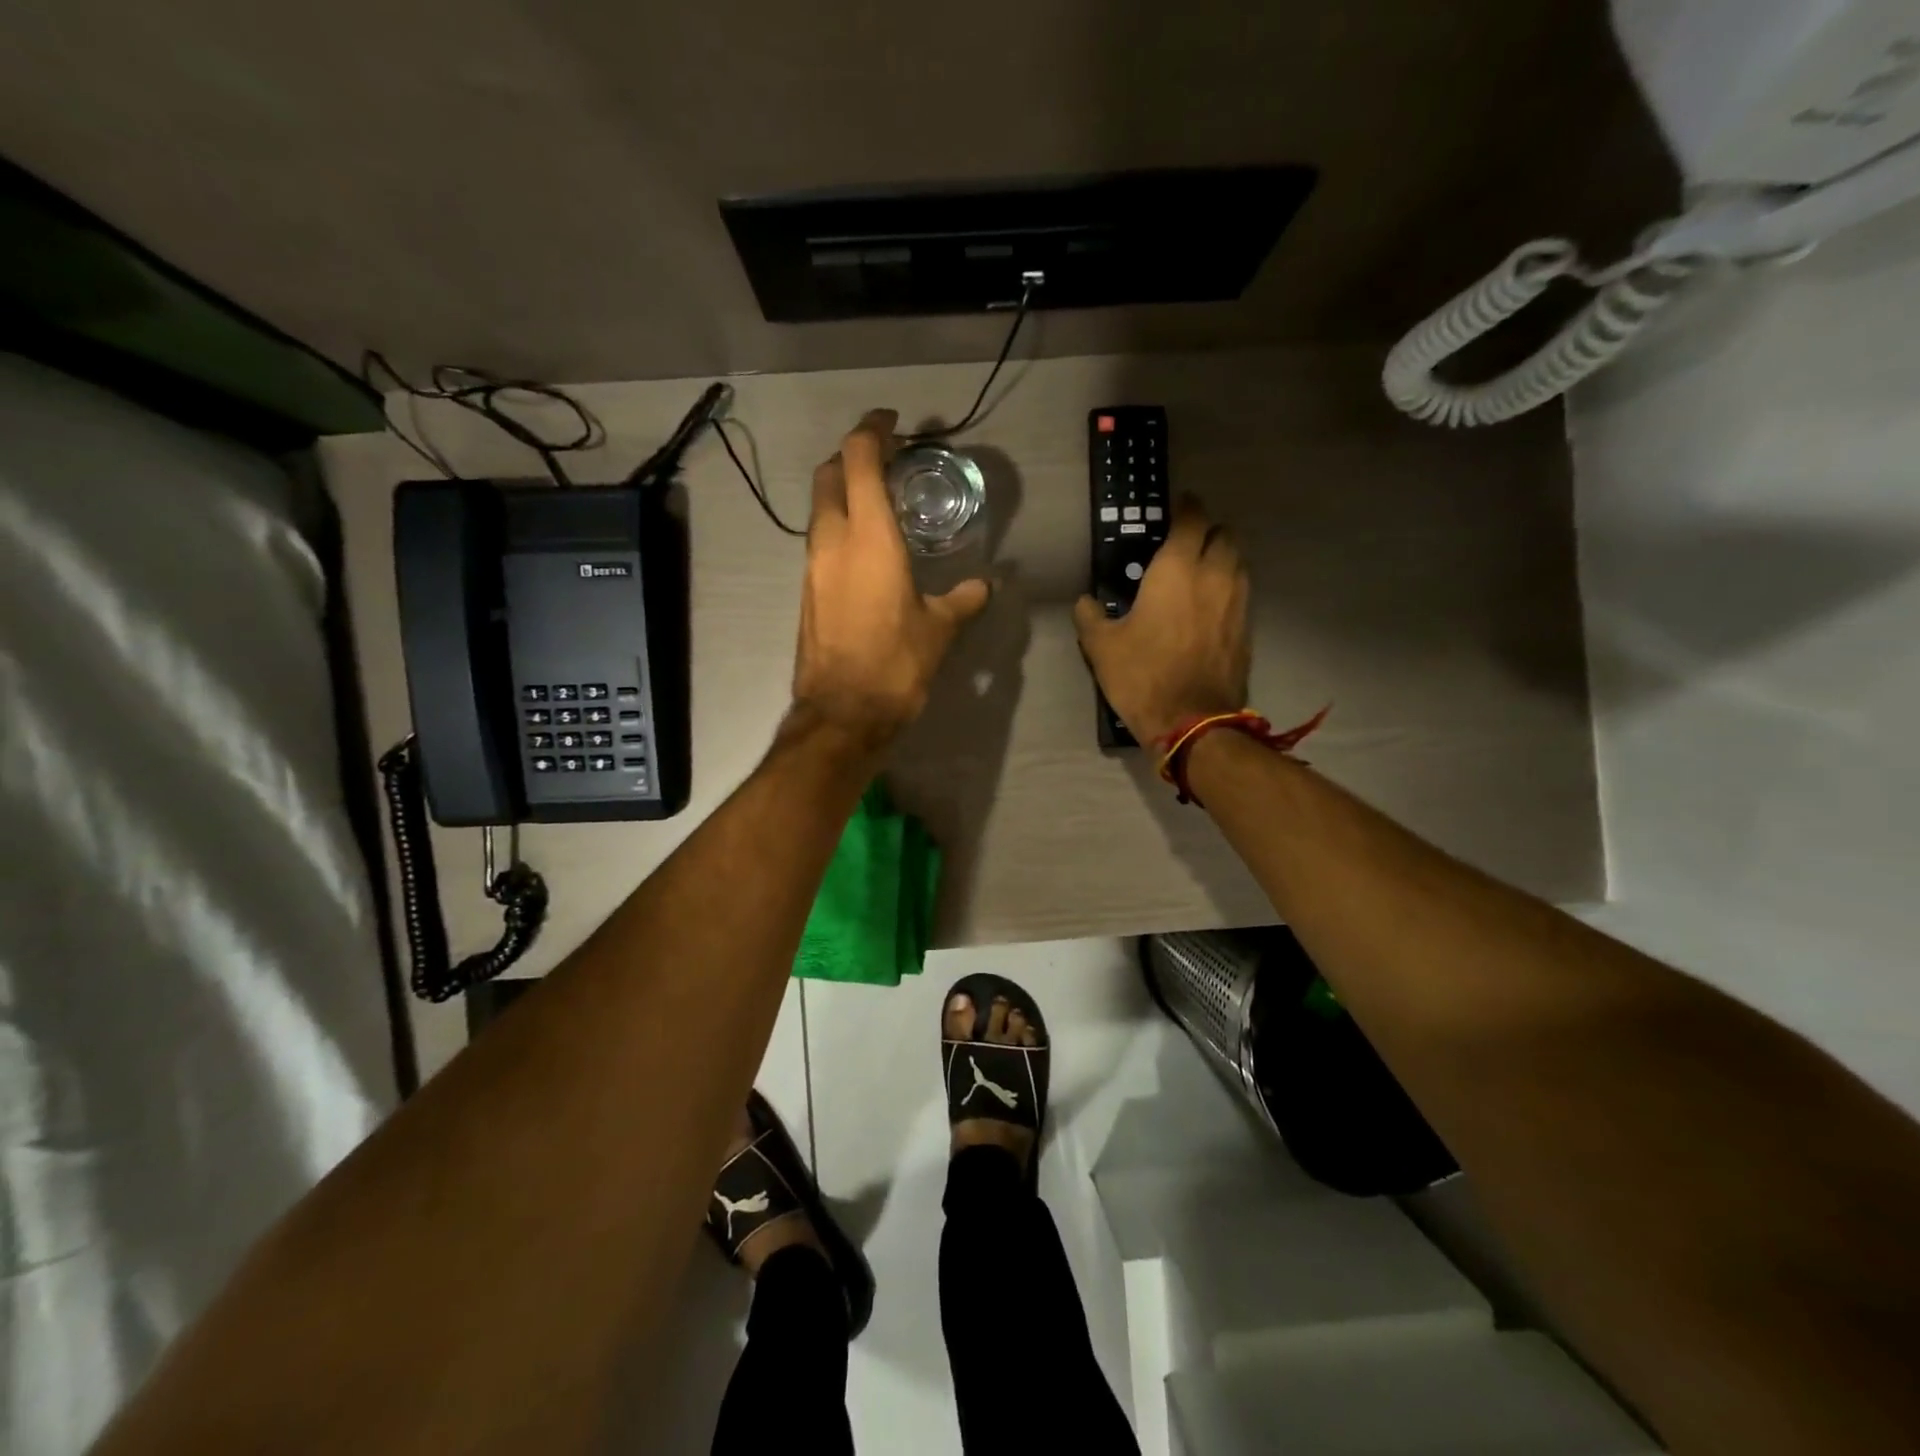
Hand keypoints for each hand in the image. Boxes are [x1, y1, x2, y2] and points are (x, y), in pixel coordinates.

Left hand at [791, 410, 990, 746]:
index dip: (872, 429)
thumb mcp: (939, 630)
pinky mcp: (806, 590)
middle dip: (853, 454)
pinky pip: (820, 539)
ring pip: (821, 507)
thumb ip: (962, 600)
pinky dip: (840, 524)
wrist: (842, 714)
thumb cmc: (895, 665)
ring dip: (844, 490)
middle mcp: (832, 540)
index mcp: (869, 536)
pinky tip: (867, 547)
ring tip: (880, 501)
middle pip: (829, 473)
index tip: (892, 422)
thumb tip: (983, 586)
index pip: (858, 458)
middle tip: (886, 459)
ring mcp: (813, 566)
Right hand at [1073, 495, 1249, 744]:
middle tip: (1186, 543)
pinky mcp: (1247, 629)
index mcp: (1176, 570)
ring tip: (1200, 572)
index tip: (1177, 507)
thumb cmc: (1143, 676)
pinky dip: (1228, 589)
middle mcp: (1214, 576)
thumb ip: (1090, 617)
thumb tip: (1086, 603)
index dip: (1186, 508)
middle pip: (1224, 534)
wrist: (1193, 722)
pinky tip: (1209, 607)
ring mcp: (1237, 602)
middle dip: (1208, 531)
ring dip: (1222, 558)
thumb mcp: (1101, 648)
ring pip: (1238, 562)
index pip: (1191, 519)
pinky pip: (1241, 593)